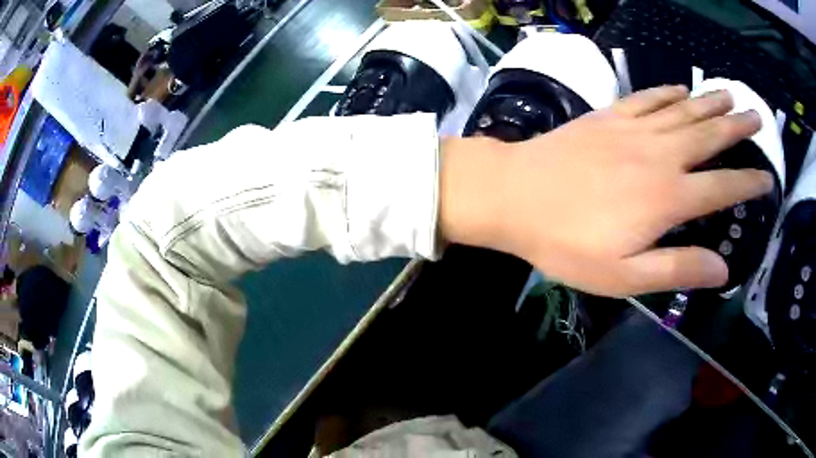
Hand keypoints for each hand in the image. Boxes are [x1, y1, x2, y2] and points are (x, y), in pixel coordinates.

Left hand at [440, 85, 773, 296]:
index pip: (723, 188)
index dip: (748, 183)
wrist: (516, 195)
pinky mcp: (609, 116)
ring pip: (683, 110)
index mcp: (669, 198)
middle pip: (709, 137)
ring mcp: (634, 129)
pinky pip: (647, 98)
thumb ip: (677, 268)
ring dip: (709, 102)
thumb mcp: (624, 275)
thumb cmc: (567, 243)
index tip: (767, 178)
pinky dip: (667, 92)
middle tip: (756, 116)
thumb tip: (722, 270)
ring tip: (729, 95)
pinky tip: (680, 89)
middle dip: (737, 128)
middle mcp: (660, 155)